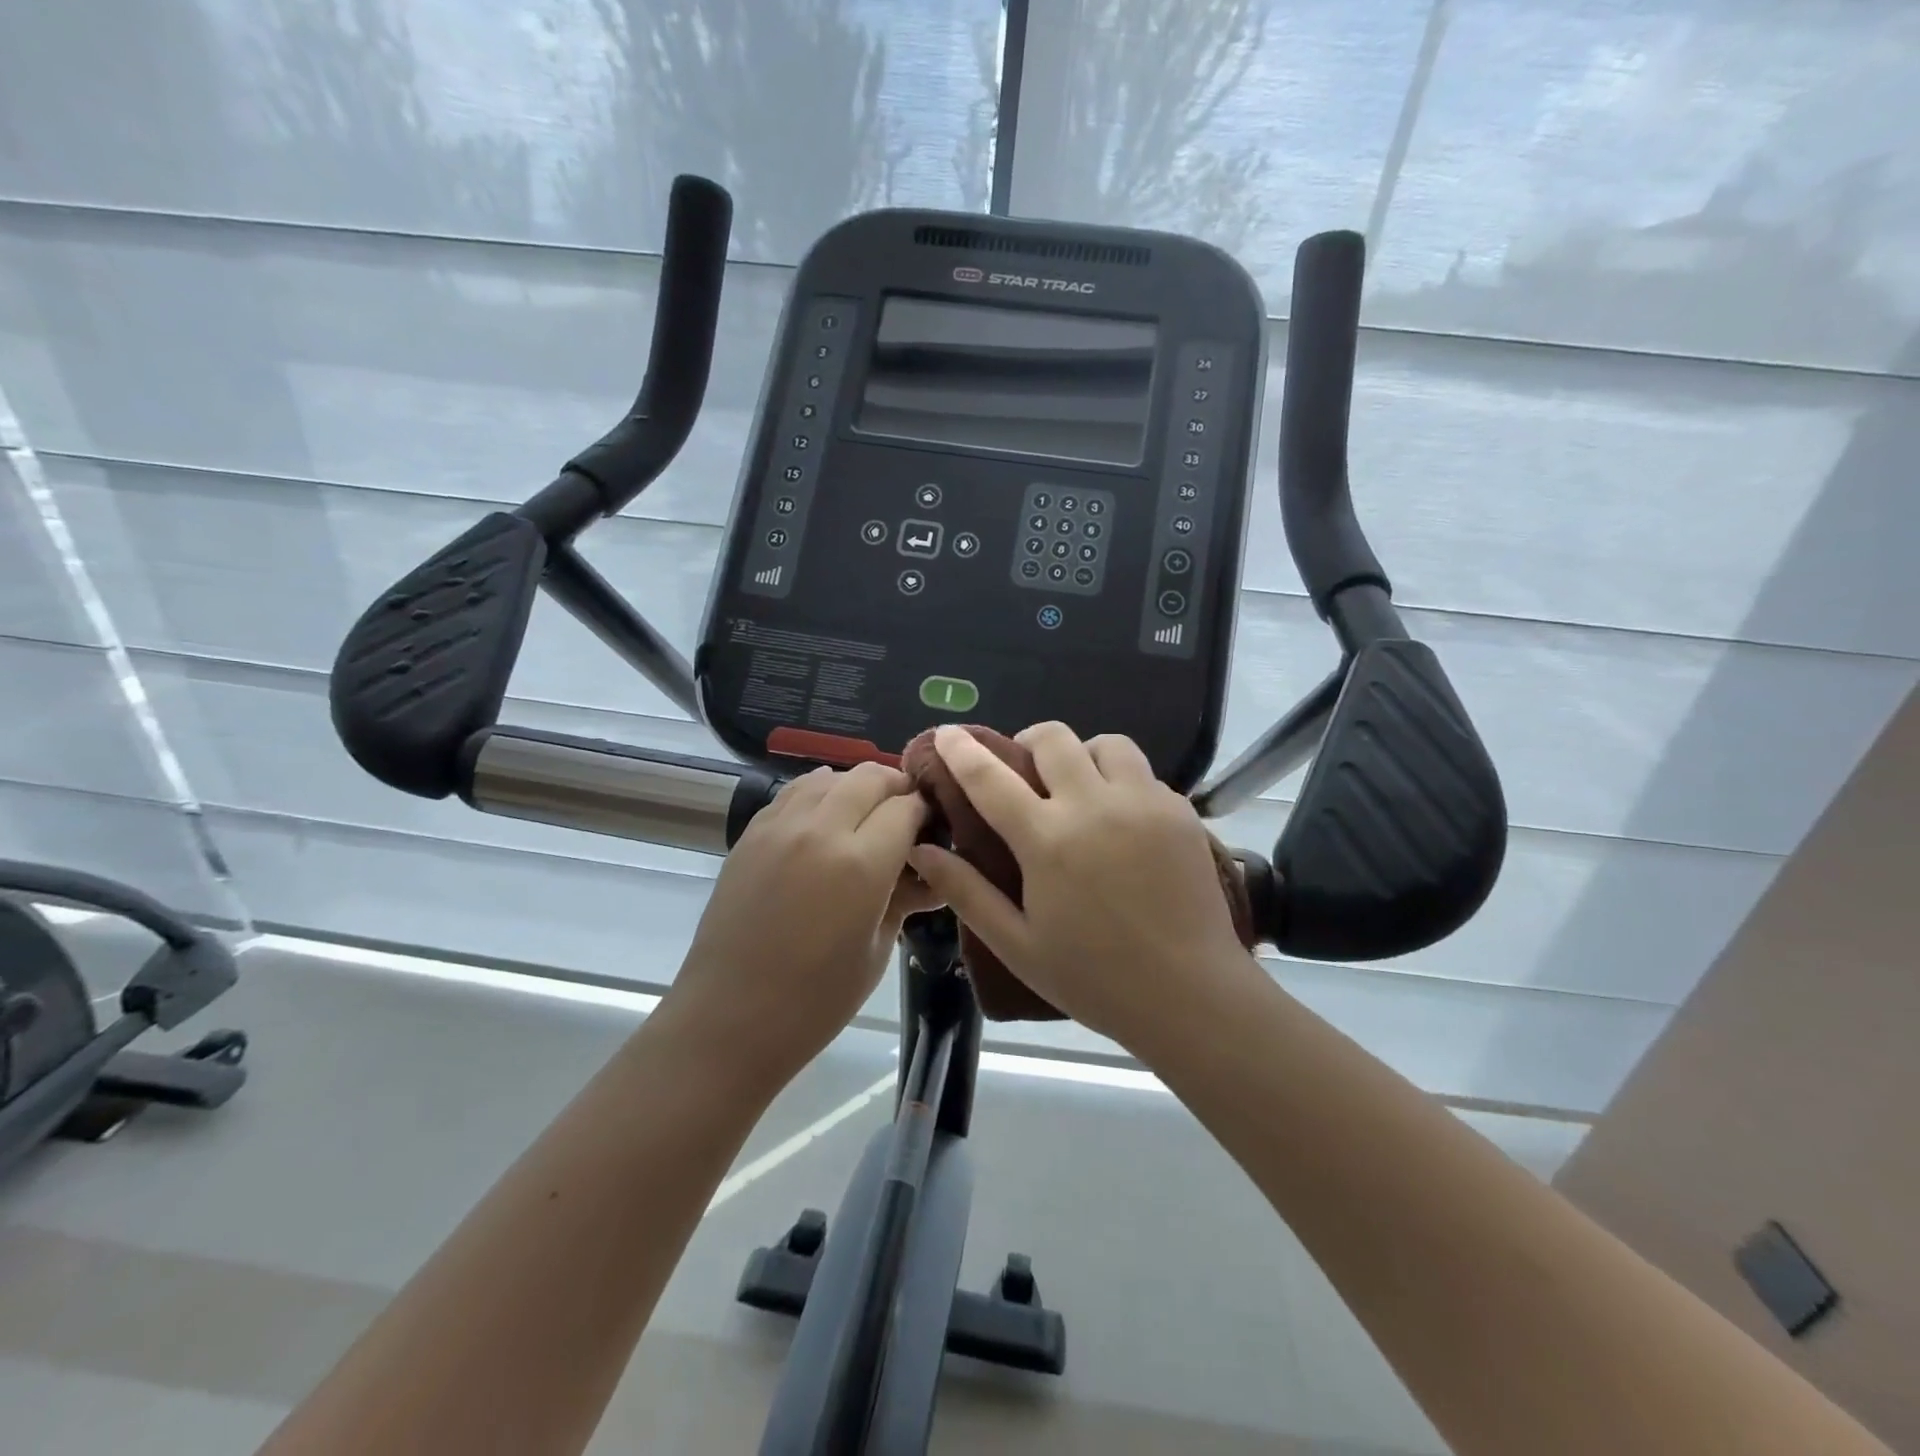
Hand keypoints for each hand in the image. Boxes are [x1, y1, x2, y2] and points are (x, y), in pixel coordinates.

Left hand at [667, 762, 938, 1080]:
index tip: (933, 829)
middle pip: (870, 777)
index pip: (907, 807)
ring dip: (857, 788)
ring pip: (830, 776)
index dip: (926, 813)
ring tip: (864, 817)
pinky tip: (824, 822)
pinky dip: (819, 794)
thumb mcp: (876, 951)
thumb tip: (931, 872)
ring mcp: (780, 827)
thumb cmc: (815, 1001)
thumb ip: (904, 897)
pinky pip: (794, 792)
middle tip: (906, 818)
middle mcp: (821, 830)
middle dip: (897, 789)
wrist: (729, 1018)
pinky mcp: (752, 833)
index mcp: (861, 864)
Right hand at [907, 723, 1254, 1049]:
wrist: (1192, 995)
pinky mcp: (1180, 811)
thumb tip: (921, 850)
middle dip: (1029, 743)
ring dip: (1082, 755)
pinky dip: (1122, 782)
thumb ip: (966, 892)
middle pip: (1053, 739)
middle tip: (1025, 771)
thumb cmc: (1096, 979)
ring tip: (1079, 787)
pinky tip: (1121, 819)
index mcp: (1048, 841)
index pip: (991, 778)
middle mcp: (1095, 806)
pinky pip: (1144, 773)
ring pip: (1106, 744)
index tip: (947, 732)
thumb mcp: (1018, 945)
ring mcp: (1144, 803)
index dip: (962, 751)